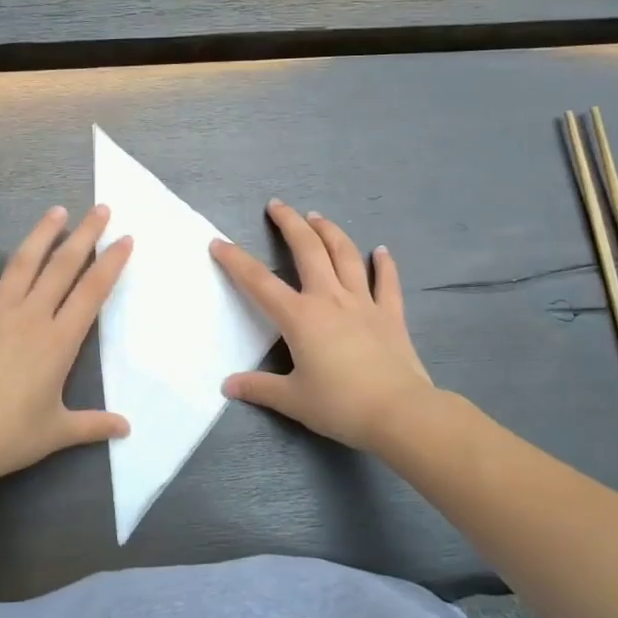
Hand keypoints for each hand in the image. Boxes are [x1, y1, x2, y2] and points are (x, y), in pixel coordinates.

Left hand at [0, 205, 131, 481]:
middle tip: (100, 209)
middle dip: (85, 235)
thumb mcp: (58, 431)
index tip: (125, 239)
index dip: (111, 263)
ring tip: (57, 211)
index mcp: (59, 341)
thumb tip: (126, 429)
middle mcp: (31, 317)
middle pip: (63, 267)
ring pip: (23, 264)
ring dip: (42, 235)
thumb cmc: (10, 435)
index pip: (93, 292)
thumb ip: (93, 425)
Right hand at [210, 200, 432, 451]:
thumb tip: (228, 386)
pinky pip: (387, 283)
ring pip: (345, 256)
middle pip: (308, 250)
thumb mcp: (293, 400)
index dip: (236, 261)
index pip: (259, 283)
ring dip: (329, 232)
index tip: (218, 242)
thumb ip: (259, 388)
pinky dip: (385, 265)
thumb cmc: (341, 405)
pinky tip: (382, 251)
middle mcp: (330, 299)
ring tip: (316, 217)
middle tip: (277, 205)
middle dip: (289, 224)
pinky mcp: (391, 315)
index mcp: (300, 318)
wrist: (399, 412)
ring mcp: (364, 303)